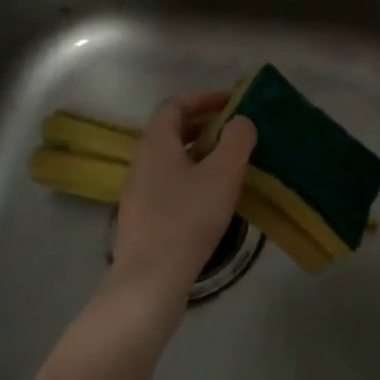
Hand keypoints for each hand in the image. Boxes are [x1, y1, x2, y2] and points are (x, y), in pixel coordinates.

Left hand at [109, 92, 256, 308]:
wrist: (149, 281)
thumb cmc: (187, 219)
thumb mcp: (222, 174)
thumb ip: (236, 140)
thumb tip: (241, 121)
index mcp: (156, 144)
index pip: (174, 105)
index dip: (203, 98)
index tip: (232, 102)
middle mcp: (141, 162)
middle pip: (170, 131)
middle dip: (203, 124)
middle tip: (235, 130)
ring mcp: (138, 192)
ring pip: (170, 159)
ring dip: (199, 152)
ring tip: (229, 163)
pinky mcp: (142, 218)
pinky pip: (168, 183)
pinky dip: (191, 176)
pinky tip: (212, 197)